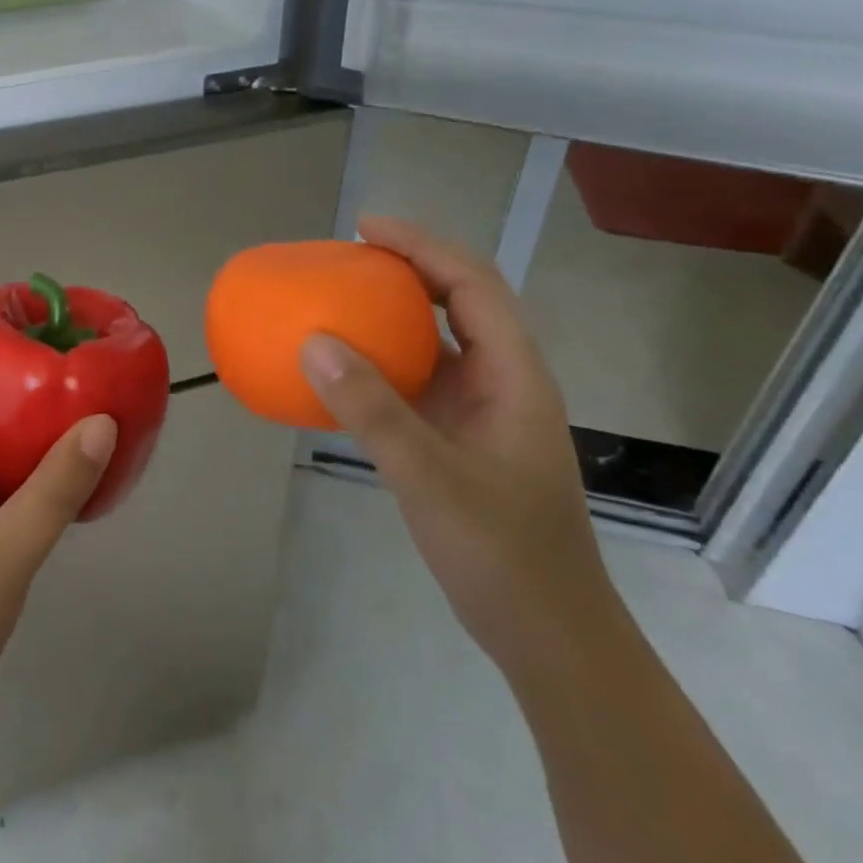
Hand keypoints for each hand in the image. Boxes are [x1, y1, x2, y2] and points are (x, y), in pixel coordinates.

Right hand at [298, 217, 623, 679]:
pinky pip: (419, 377)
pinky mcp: (462, 436)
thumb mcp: (432, 479)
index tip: (365, 228)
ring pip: (441, 337)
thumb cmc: (504, 555)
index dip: (422, 246)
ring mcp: (484, 410)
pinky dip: (384, 356)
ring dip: (396, 308)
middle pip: (462, 299)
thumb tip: (312, 342)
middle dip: (409, 265)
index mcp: (515, 376)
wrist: (549, 635)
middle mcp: (504, 381)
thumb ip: (373, 411)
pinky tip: (346, 366)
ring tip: (342, 293)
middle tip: (347, 253)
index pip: (473, 285)